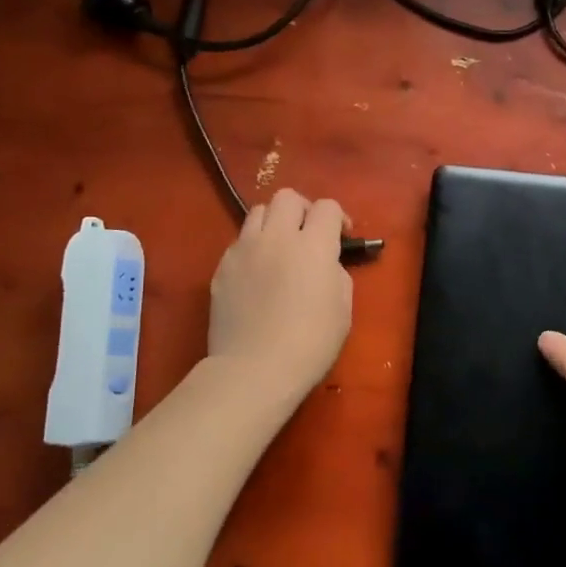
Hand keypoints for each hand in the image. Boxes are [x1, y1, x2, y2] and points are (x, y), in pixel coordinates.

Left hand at [207, 188, 352, 400]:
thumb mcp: (343, 309)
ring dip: (274, 223)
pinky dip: (253, 247)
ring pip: (258, 212)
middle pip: (287, 197)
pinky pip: (240, 241)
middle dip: (303, 209)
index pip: (327, 207)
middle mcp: (277, 237)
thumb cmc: (310, 344)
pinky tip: (258, 274)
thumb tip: (327, 264)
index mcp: (313, 245)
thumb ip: (337, 274)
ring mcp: (244, 249)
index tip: (342, 238)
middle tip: (309, 235)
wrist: (254, 370)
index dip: (338, 217)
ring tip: (280, 248)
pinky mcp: (222, 267)